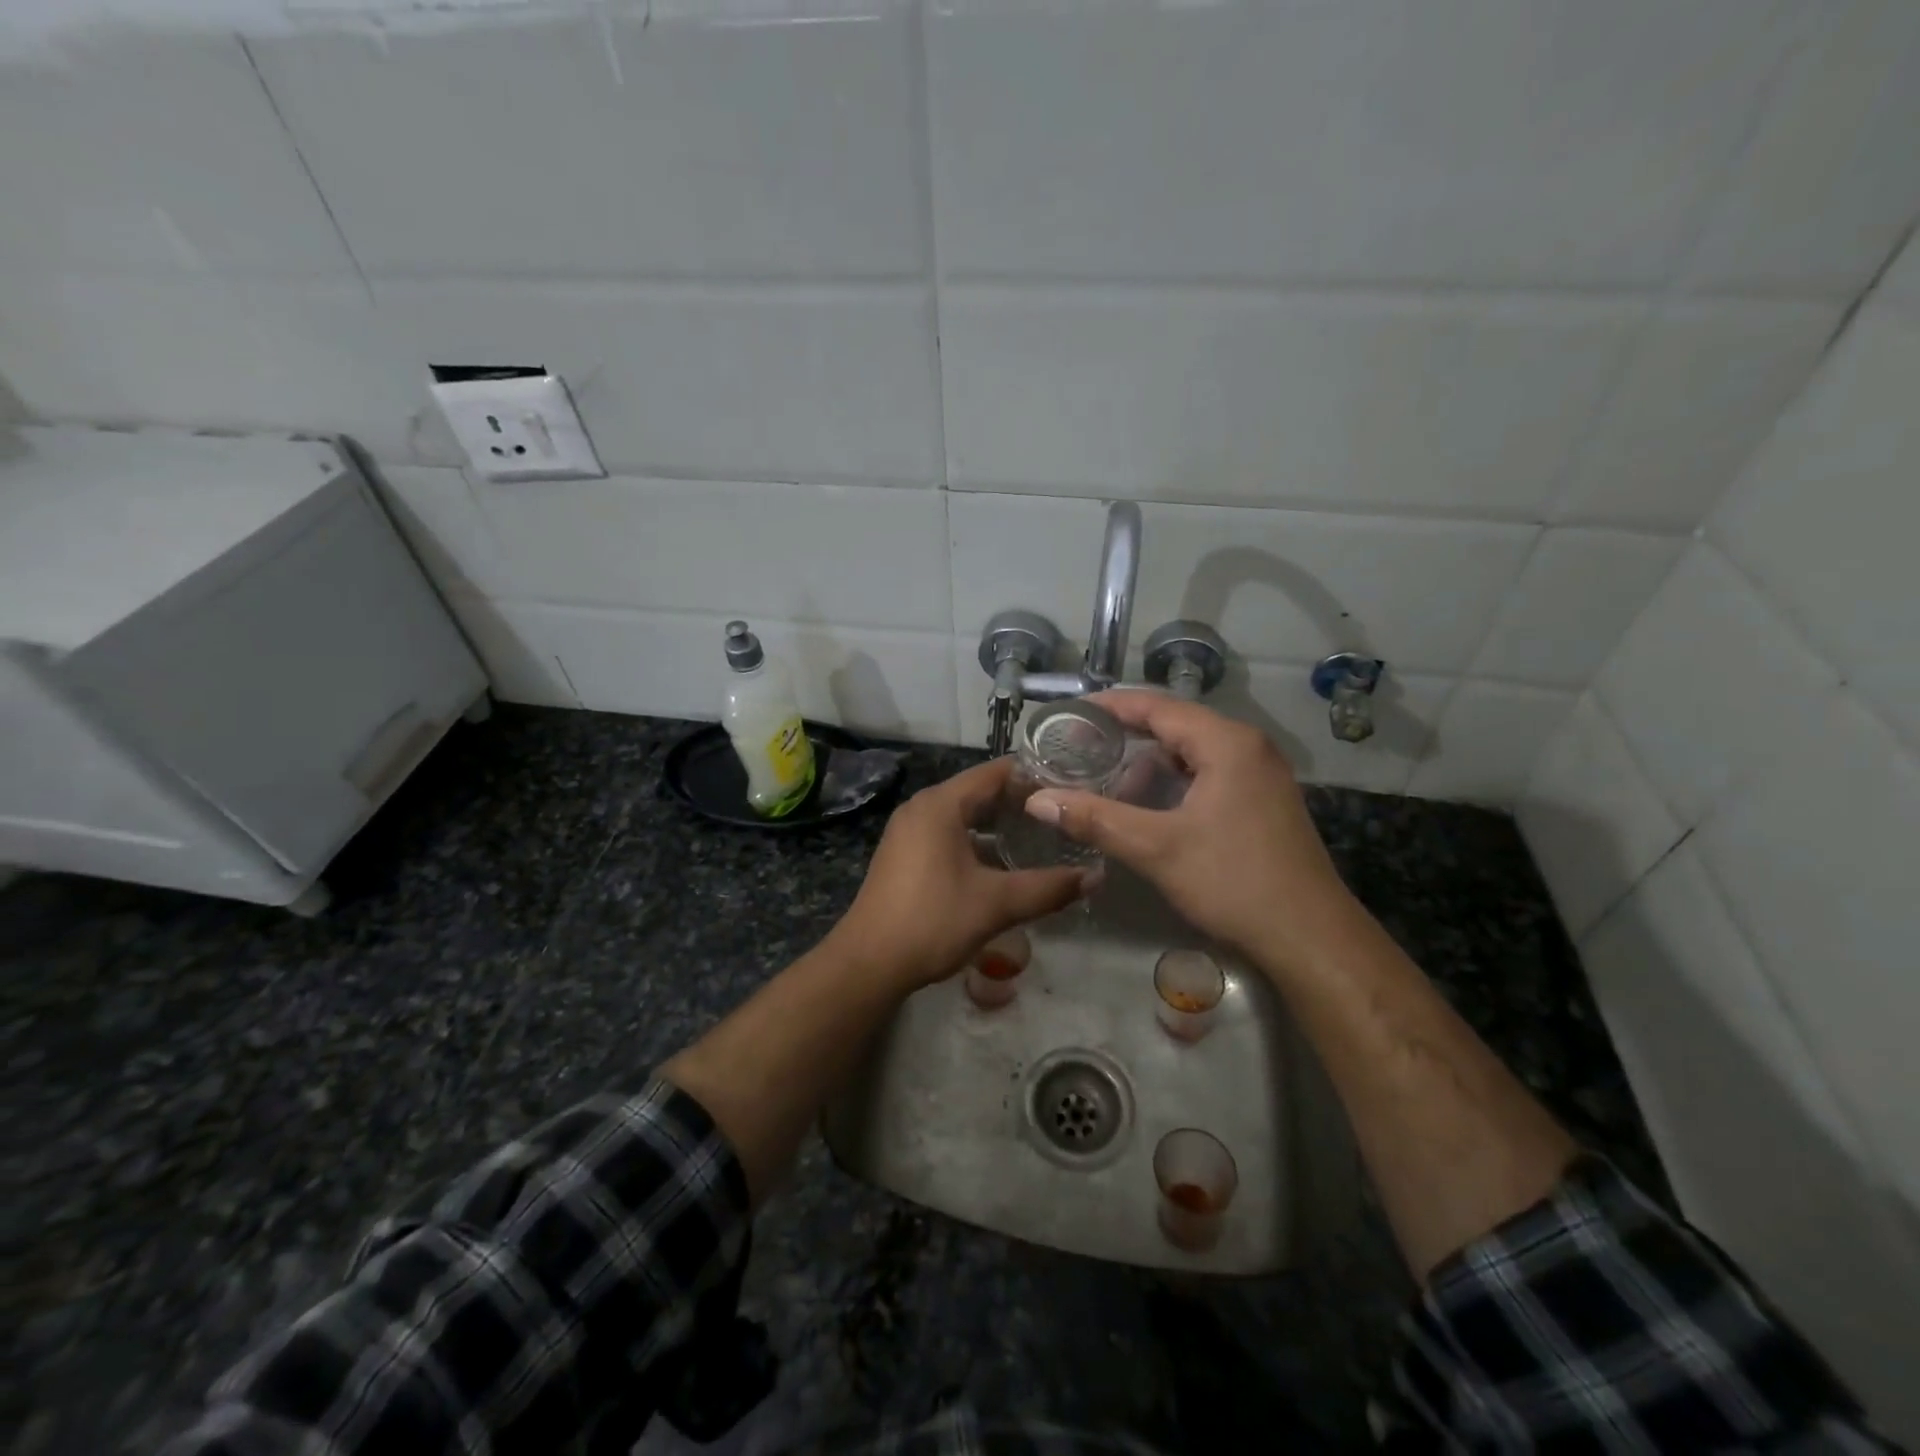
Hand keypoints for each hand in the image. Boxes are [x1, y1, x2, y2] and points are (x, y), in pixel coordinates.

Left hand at [832, 757, 1092, 988]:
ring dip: (998, 823)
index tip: (1071, 783)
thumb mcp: (996, 904)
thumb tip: (1095, 877)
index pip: (995, 772)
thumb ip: (1048, 887)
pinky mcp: (904, 854)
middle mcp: (922, 808)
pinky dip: (976, 839)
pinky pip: (948, 833)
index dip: (1033, 775)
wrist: (868, 963)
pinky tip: (1002, 862)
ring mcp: (909, 831)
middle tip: (1063, 812)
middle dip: (1019, 800)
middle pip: (979, 791)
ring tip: (1041, 834)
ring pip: (963, 814)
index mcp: (940, 804)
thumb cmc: (932, 921)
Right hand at [1024, 692, 1357, 975]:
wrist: (1310, 938)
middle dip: (1125, 737)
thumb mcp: (1156, 848)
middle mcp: (1248, 747)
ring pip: (1191, 753)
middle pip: (1174, 726)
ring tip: (1107, 784)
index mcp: (1227, 742)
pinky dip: (1173, 782)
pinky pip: (1208, 774)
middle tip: (1079, 750)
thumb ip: (1095, 818)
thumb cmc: (1234, 881)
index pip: (1157, 706)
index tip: (1069, 714)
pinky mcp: (1263, 800)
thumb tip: (1037, 800)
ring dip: (1149, 765)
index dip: (1110, 706)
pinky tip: (1148, 808)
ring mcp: (1260, 774)